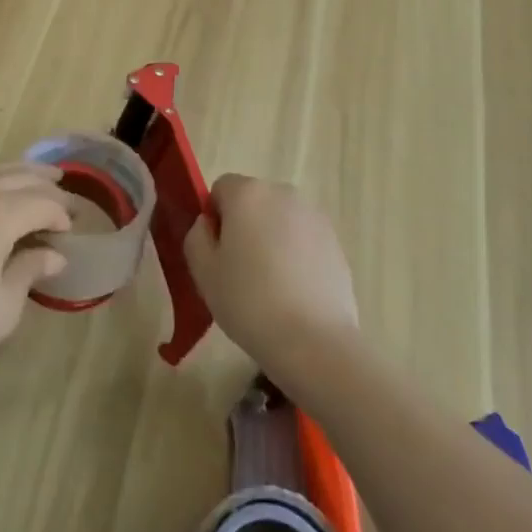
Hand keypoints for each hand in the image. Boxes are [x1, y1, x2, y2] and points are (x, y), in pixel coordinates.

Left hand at [0, 162, 74, 393]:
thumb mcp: (4, 306)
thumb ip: (31, 270)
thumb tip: (54, 254)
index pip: (42, 203)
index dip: (62, 215)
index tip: (74, 232)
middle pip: (19, 177)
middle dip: (47, 185)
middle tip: (68, 195)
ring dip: (21, 174)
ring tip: (41, 181)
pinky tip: (0, 199)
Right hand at [184, 174, 357, 375]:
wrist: (315, 342)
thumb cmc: (249, 302)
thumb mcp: (203, 272)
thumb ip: (197, 236)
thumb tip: (208, 224)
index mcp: (247, 192)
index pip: (221, 189)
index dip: (215, 219)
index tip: (218, 255)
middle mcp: (282, 192)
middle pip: (253, 201)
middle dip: (244, 226)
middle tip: (241, 271)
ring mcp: (313, 216)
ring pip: (279, 220)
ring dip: (271, 239)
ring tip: (271, 286)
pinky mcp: (335, 241)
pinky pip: (304, 239)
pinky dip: (297, 255)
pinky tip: (296, 293)